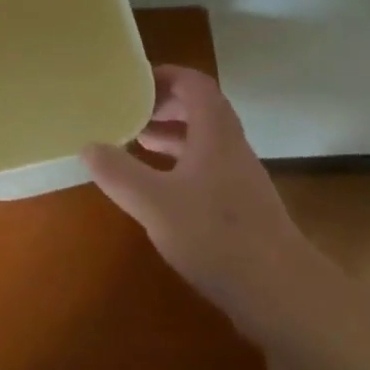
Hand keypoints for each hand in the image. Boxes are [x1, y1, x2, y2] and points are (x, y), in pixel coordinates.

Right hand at [82, 66, 308, 337]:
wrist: (282, 294)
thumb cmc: (217, 236)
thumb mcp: (155, 203)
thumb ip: (119, 173)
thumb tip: (87, 146)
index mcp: (214, 132)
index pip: (193, 83)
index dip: (164, 75)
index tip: (133, 81)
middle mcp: (230, 146)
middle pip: (199, 107)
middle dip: (164, 104)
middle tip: (129, 109)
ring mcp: (239, 177)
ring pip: (203, 139)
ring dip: (172, 134)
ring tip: (137, 140)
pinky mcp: (242, 206)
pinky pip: (207, 166)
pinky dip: (181, 163)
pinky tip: (160, 187)